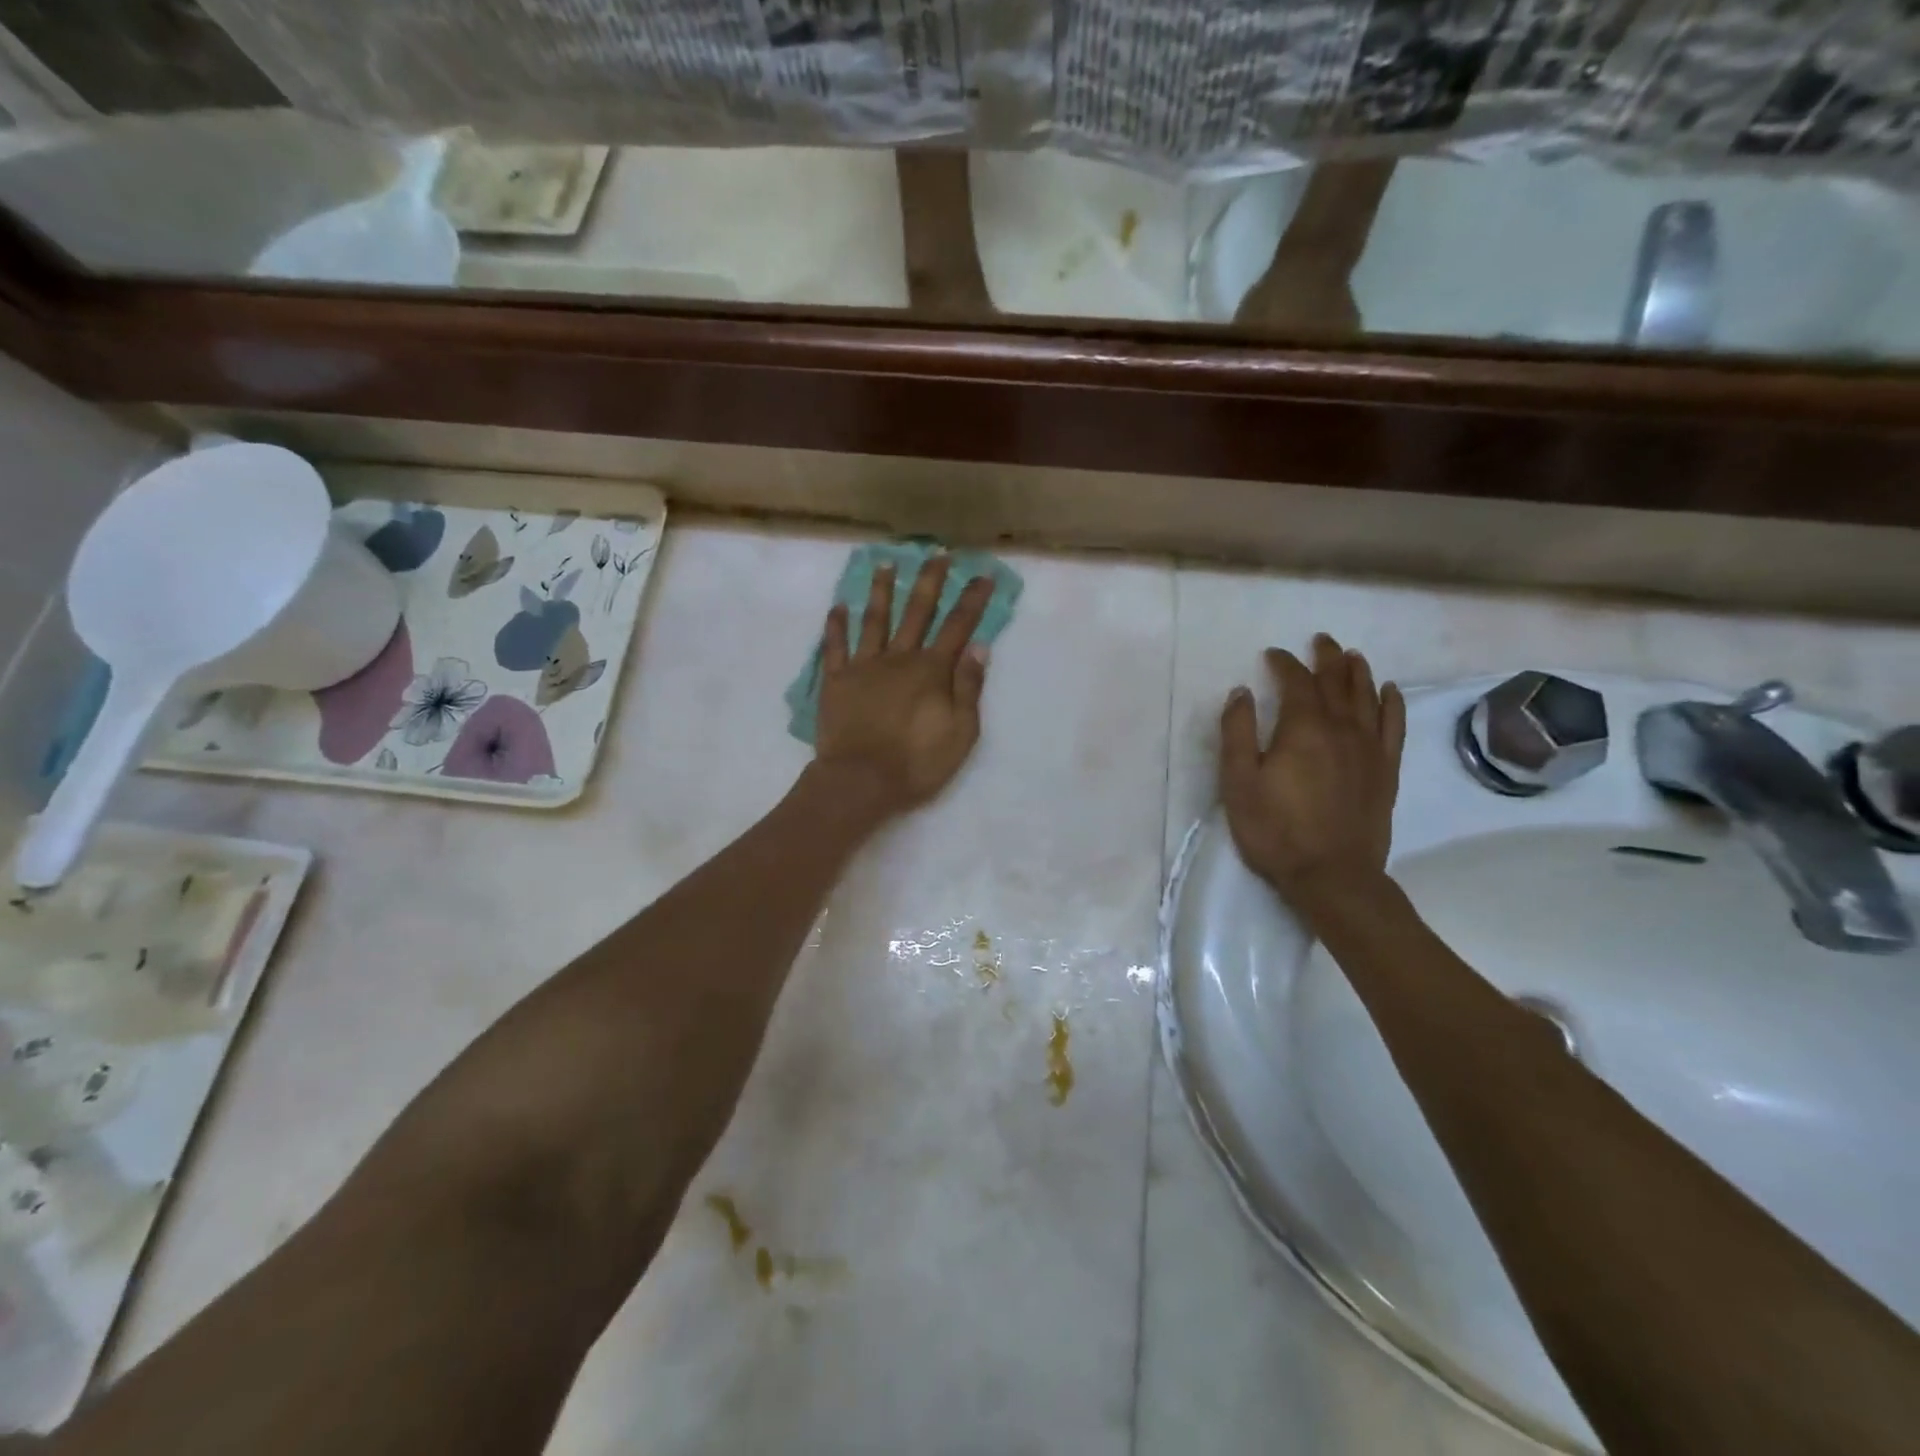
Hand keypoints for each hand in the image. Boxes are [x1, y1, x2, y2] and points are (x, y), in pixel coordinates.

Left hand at [812, 556, 993, 817]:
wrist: (859, 781)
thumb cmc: (916, 763)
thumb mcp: (961, 733)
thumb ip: (969, 688)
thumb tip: (979, 647)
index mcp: (931, 671)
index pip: (958, 627)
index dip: (972, 600)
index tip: (982, 575)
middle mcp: (898, 658)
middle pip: (917, 612)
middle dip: (930, 581)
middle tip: (937, 554)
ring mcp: (863, 666)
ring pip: (874, 619)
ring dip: (881, 591)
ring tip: (885, 564)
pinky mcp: (836, 681)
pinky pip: (835, 647)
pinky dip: (836, 626)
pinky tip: (838, 607)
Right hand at [1219, 634, 1405, 918]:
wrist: (1332, 876)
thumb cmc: (1276, 830)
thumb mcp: (1238, 783)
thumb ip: (1237, 733)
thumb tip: (1241, 692)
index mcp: (1303, 729)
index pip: (1297, 682)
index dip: (1285, 663)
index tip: (1273, 654)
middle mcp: (1342, 729)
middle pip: (1337, 682)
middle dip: (1326, 658)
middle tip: (1321, 640)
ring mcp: (1369, 749)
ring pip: (1368, 698)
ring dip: (1358, 673)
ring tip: (1352, 655)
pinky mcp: (1386, 771)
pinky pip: (1393, 726)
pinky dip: (1392, 703)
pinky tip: (1389, 691)